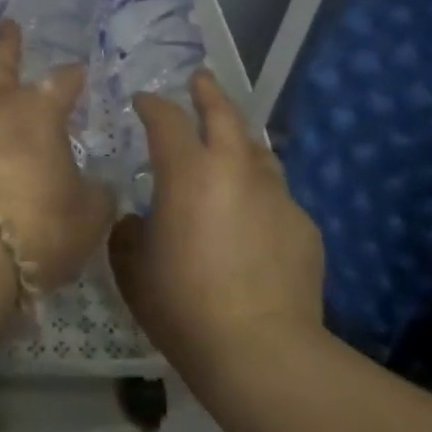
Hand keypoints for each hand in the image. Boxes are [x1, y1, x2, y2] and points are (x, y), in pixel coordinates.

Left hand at [0, 20, 113, 289]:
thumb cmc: (39, 225)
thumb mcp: (88, 215)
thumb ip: (96, 194)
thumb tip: (96, 186)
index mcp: (39, 110)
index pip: (63, 81)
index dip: (74, 77)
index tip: (81, 75)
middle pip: (1, 64)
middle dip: (8, 44)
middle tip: (10, 25)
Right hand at [109, 70, 324, 378]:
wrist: (260, 350)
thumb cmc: (183, 304)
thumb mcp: (133, 269)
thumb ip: (127, 234)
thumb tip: (135, 221)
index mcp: (188, 173)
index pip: (167, 119)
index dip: (153, 105)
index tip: (143, 101)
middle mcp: (235, 170)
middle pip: (224, 113)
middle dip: (209, 92)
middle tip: (200, 80)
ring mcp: (276, 195)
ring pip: (258, 151)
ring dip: (239, 140)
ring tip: (230, 144)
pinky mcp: (304, 225)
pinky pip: (277, 196)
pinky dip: (260, 194)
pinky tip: (253, 219)